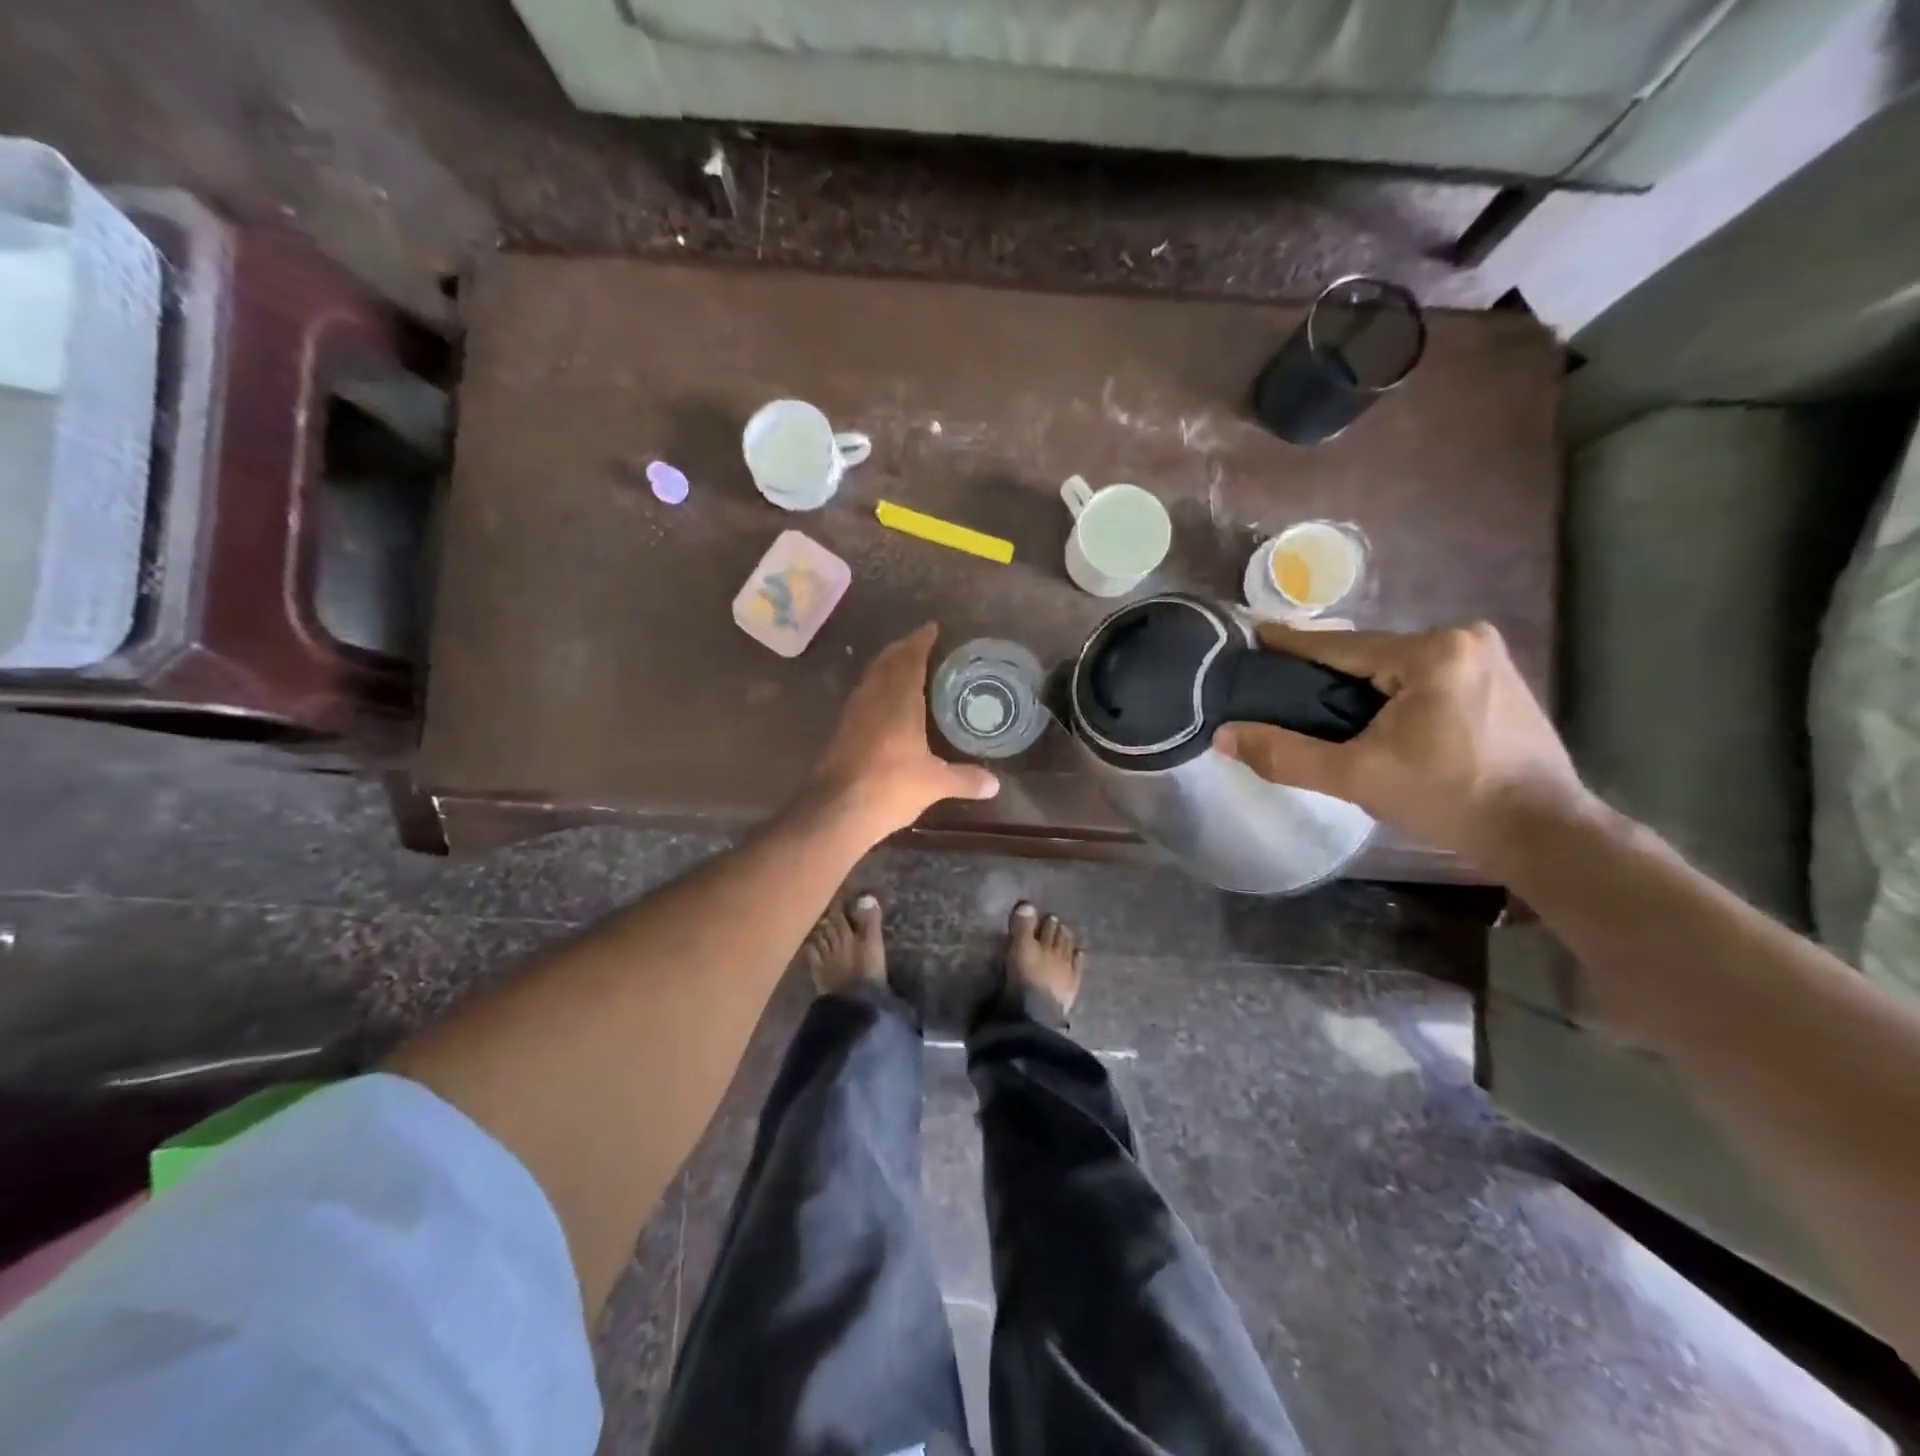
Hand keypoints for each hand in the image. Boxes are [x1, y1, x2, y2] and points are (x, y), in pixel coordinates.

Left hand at [809, 624, 999, 835]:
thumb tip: (995, 784)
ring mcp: (853, 713)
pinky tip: (886, 704)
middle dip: (903, 649)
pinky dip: (877, 689)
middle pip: (887, 662)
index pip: (910, 658)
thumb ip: (965, 779)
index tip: (932, 628)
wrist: (837, 809)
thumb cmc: (890, 785)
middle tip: (921, 645)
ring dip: (887, 667)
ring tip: (905, 668)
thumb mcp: (935, 783)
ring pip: (872, 677)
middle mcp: (873, 697)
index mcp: (898, 698)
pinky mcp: (842, 730)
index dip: (921, 641)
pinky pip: (863, 696)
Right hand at [1213, 621, 1594, 871]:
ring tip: (1316, 706)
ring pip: (1394, 665)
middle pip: (1369, 653)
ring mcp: (1485, 656)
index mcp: (1432, 652)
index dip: (1291, 645)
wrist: (1541, 832)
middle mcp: (1463, 638)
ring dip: (1357, 684)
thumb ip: (1285, 755)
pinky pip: (1421, 675)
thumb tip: (1224, 736)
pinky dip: (1389, 691)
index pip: (1341, 645)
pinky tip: (1370, 714)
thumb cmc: (1448, 798)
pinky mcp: (1495, 677)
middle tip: (1279, 688)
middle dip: (1325, 672)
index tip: (1251, 635)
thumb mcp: (1356, 777)